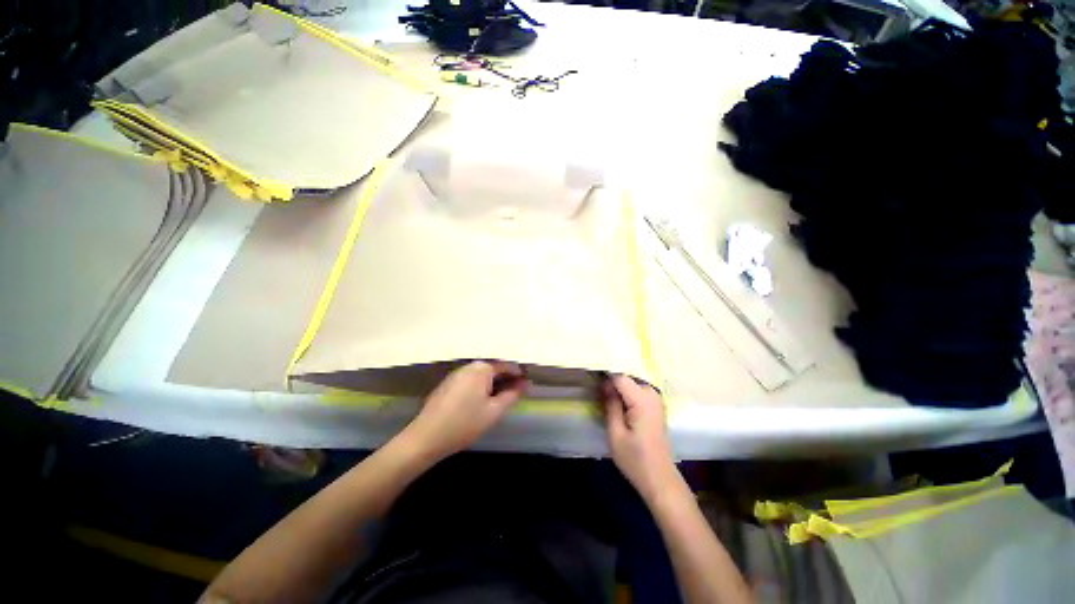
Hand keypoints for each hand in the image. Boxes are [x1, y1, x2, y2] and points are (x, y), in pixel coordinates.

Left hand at [404, 361, 528, 459]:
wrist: (426, 438)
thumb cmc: (464, 423)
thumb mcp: (494, 411)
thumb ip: (512, 395)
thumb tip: (524, 383)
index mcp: (481, 368)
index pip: (506, 366)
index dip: (518, 374)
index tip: (527, 384)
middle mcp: (468, 366)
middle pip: (492, 369)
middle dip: (505, 379)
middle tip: (516, 393)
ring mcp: (456, 374)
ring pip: (481, 375)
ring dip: (492, 383)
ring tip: (500, 398)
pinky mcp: (447, 384)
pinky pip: (470, 381)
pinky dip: (479, 387)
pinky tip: (480, 402)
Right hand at [602, 375, 678, 500]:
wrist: (660, 479)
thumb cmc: (635, 459)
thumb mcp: (615, 434)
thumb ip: (611, 405)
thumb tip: (605, 384)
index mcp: (642, 400)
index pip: (620, 377)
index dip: (605, 379)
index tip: (592, 386)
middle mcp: (652, 395)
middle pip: (627, 378)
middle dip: (612, 384)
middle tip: (600, 398)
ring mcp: (656, 400)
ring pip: (632, 383)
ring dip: (619, 389)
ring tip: (607, 402)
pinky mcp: (656, 406)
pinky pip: (638, 391)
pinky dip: (627, 394)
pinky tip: (620, 407)